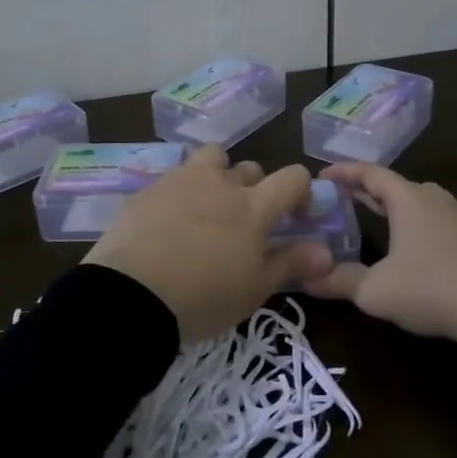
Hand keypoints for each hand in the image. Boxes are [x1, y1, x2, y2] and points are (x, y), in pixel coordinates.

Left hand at [83, 146, 333, 344]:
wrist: (129, 297)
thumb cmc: (202, 298)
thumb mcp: (254, 290)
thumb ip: (291, 263)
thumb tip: (327, 251)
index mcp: (253, 207)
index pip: (292, 178)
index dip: (301, 192)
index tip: (297, 216)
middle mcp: (221, 183)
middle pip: (250, 169)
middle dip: (255, 189)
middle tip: (245, 224)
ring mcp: (181, 180)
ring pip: (211, 159)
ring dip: (217, 176)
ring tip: (207, 208)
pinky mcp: (148, 188)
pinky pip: (174, 177)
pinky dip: (181, 192)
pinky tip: (169, 221)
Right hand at [308, 164, 456, 351]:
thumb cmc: (430, 290)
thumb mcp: (374, 291)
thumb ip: (338, 281)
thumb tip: (306, 277)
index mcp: (407, 200)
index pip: (370, 174)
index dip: (344, 173)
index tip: (322, 177)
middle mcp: (437, 198)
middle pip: (399, 184)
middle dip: (372, 190)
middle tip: (349, 199)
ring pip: (432, 198)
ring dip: (410, 202)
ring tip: (396, 215)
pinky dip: (456, 218)